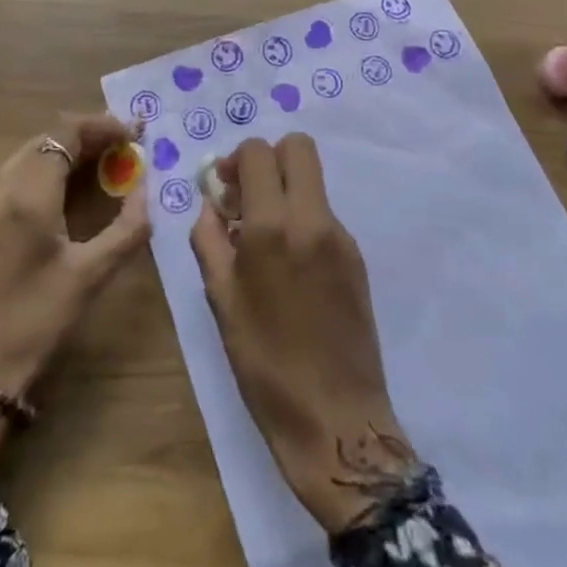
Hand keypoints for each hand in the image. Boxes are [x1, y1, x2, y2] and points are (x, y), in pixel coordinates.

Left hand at [0, 114, 151, 470]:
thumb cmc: (35, 321)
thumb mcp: (90, 276)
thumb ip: (126, 228)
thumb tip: (146, 190)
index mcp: (29, 194)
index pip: (66, 133)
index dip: (104, 125)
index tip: (137, 133)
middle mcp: (5, 186)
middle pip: (49, 137)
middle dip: (91, 133)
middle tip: (129, 144)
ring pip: (35, 152)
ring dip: (72, 148)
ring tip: (111, 159)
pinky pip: (24, 171)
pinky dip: (55, 166)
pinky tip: (79, 184)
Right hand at [189, 134, 412, 533]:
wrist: (335, 418)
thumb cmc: (265, 364)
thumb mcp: (221, 301)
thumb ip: (209, 240)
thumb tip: (212, 204)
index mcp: (272, 227)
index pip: (258, 152)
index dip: (236, 160)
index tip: (224, 190)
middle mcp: (312, 218)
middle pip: (298, 147)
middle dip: (269, 159)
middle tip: (248, 197)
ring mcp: (340, 236)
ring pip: (313, 181)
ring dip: (286, 190)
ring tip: (264, 240)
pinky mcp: (356, 256)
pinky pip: (324, 214)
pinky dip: (302, 219)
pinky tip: (290, 267)